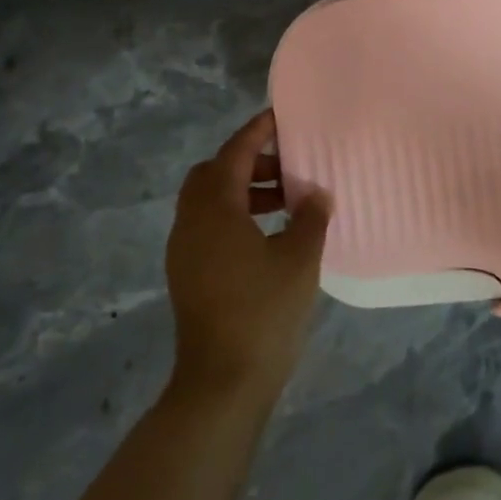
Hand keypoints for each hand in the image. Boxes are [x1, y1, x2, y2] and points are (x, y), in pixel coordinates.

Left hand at [164, 110, 331, 401]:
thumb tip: (316, 194)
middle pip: (213, 174)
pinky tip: (268, 235)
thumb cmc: (263, 312)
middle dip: (248, 162)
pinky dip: (235, 216)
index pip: (233, 154)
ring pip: (209, 202)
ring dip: (243, 191)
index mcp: (215, 210)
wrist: (222, 381)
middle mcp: (191, 223)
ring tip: (286, 202)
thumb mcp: (299, 259)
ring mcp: (184, 251)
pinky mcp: (188, 274)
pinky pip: (208, 226)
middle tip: (286, 167)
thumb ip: (310, 217)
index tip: (278, 118)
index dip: (256, 132)